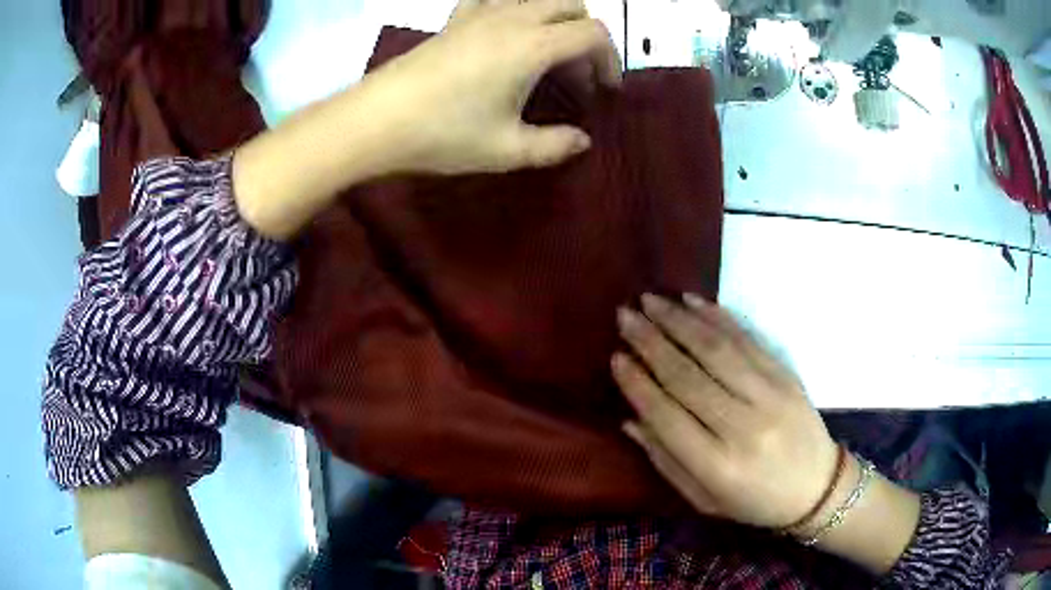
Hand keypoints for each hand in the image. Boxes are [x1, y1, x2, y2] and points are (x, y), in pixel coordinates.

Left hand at [364, 0, 621, 174]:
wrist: (375, 120)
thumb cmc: (442, 134)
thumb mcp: (505, 149)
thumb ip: (554, 145)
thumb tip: (581, 141)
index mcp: (532, 45)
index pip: (592, 33)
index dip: (610, 59)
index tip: (605, 90)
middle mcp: (511, 18)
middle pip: (569, 5)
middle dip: (586, 35)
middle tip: (577, 75)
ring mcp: (480, 13)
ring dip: (554, 18)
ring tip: (546, 53)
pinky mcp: (455, 19)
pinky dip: (513, 9)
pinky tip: (505, 34)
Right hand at [612, 293, 839, 529]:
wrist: (817, 487)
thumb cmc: (754, 502)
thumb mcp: (704, 500)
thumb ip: (666, 461)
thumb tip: (630, 419)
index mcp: (717, 466)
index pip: (667, 416)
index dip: (638, 385)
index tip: (616, 357)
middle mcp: (742, 427)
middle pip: (688, 377)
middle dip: (651, 342)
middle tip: (625, 316)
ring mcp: (769, 396)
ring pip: (716, 351)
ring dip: (680, 321)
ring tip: (650, 301)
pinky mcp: (785, 376)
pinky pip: (748, 341)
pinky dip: (719, 318)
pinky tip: (694, 302)